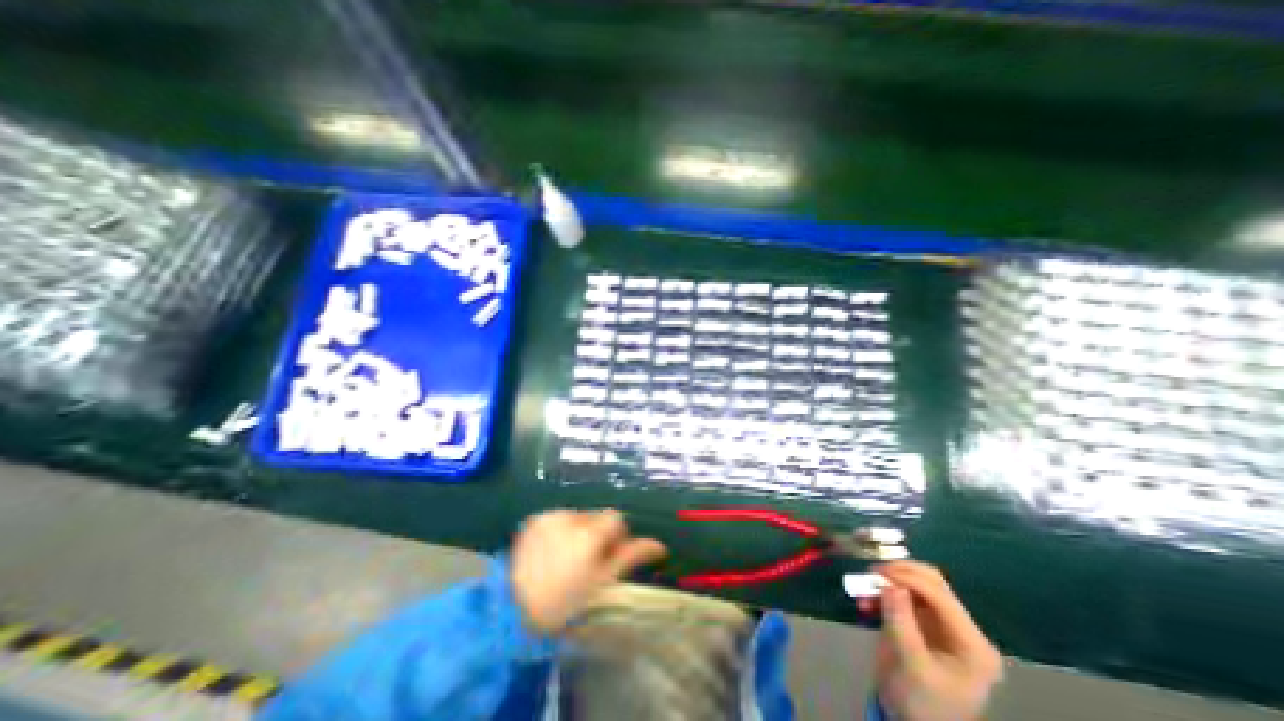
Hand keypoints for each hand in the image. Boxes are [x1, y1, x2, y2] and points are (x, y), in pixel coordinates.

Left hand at [506, 510, 667, 634]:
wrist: (513, 611)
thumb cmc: (565, 602)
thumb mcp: (602, 583)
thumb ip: (630, 557)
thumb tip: (660, 545)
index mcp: (588, 534)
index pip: (615, 518)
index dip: (615, 536)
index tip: (606, 557)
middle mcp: (569, 517)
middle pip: (595, 516)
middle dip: (595, 533)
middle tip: (585, 561)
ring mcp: (549, 517)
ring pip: (576, 517)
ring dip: (577, 531)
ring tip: (565, 559)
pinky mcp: (534, 520)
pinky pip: (556, 518)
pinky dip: (559, 530)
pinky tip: (550, 553)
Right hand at [873, 564, 1001, 720]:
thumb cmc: (920, 703)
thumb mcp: (911, 664)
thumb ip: (901, 621)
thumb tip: (889, 583)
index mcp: (973, 645)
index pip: (941, 596)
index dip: (909, 578)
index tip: (876, 573)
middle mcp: (962, 629)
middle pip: (932, 583)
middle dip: (900, 573)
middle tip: (871, 573)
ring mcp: (943, 624)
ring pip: (916, 585)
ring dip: (889, 581)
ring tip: (864, 588)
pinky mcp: (923, 622)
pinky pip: (903, 595)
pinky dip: (883, 593)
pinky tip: (866, 601)